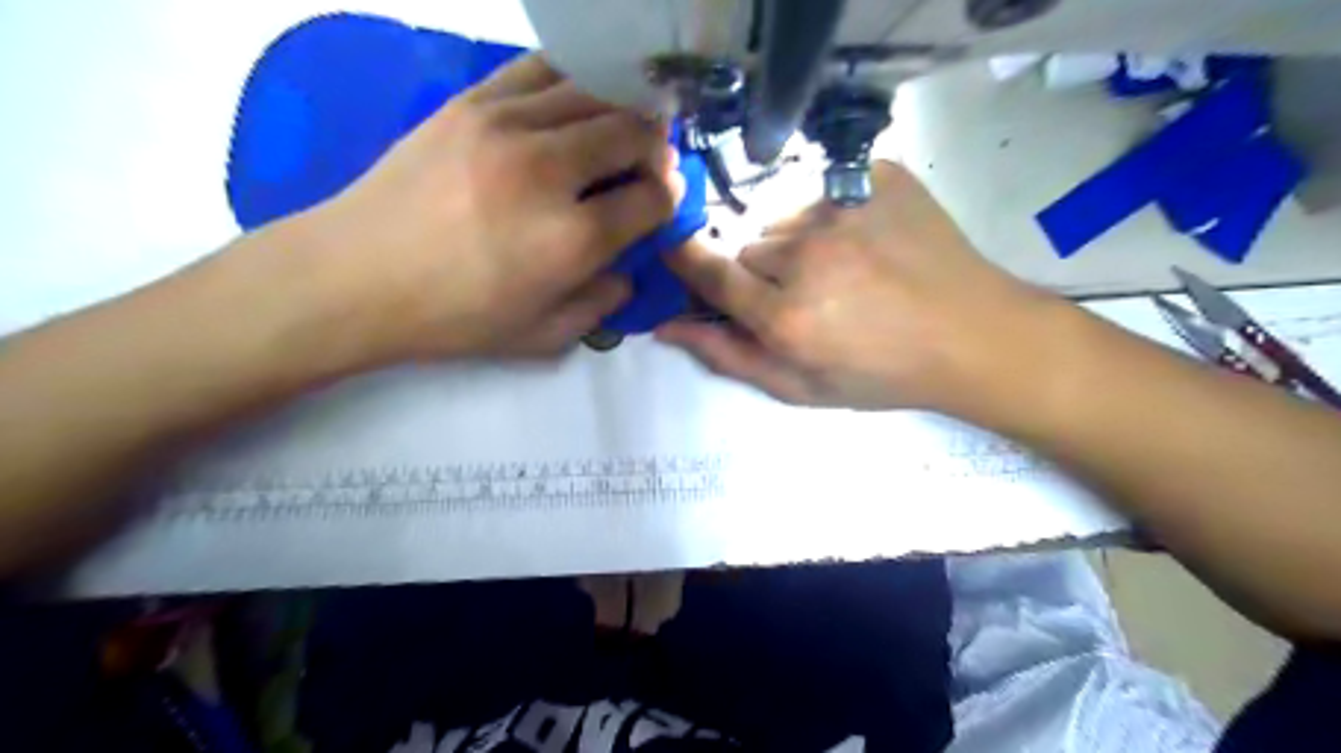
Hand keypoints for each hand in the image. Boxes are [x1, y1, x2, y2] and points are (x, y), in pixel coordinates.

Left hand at [283, 52, 682, 364]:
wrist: (357, 276)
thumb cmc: (455, 318)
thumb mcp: (543, 337)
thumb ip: (601, 305)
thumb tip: (627, 270)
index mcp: (573, 239)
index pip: (653, 197)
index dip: (669, 197)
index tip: (662, 201)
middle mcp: (551, 171)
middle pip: (634, 132)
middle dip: (656, 147)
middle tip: (650, 161)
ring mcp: (509, 125)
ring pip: (595, 92)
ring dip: (623, 109)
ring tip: (622, 127)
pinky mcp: (472, 101)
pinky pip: (543, 69)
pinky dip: (575, 79)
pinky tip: (577, 100)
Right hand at [660, 159, 1058, 413]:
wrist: (973, 335)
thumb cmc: (883, 374)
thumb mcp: (801, 387)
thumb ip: (729, 356)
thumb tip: (667, 326)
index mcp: (785, 315)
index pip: (707, 270)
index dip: (684, 259)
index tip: (674, 251)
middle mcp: (805, 255)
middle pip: (747, 246)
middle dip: (760, 270)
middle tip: (802, 294)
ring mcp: (842, 207)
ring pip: (783, 217)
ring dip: (794, 241)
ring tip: (840, 269)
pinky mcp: (873, 175)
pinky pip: (821, 189)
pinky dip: (830, 214)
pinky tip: (865, 242)